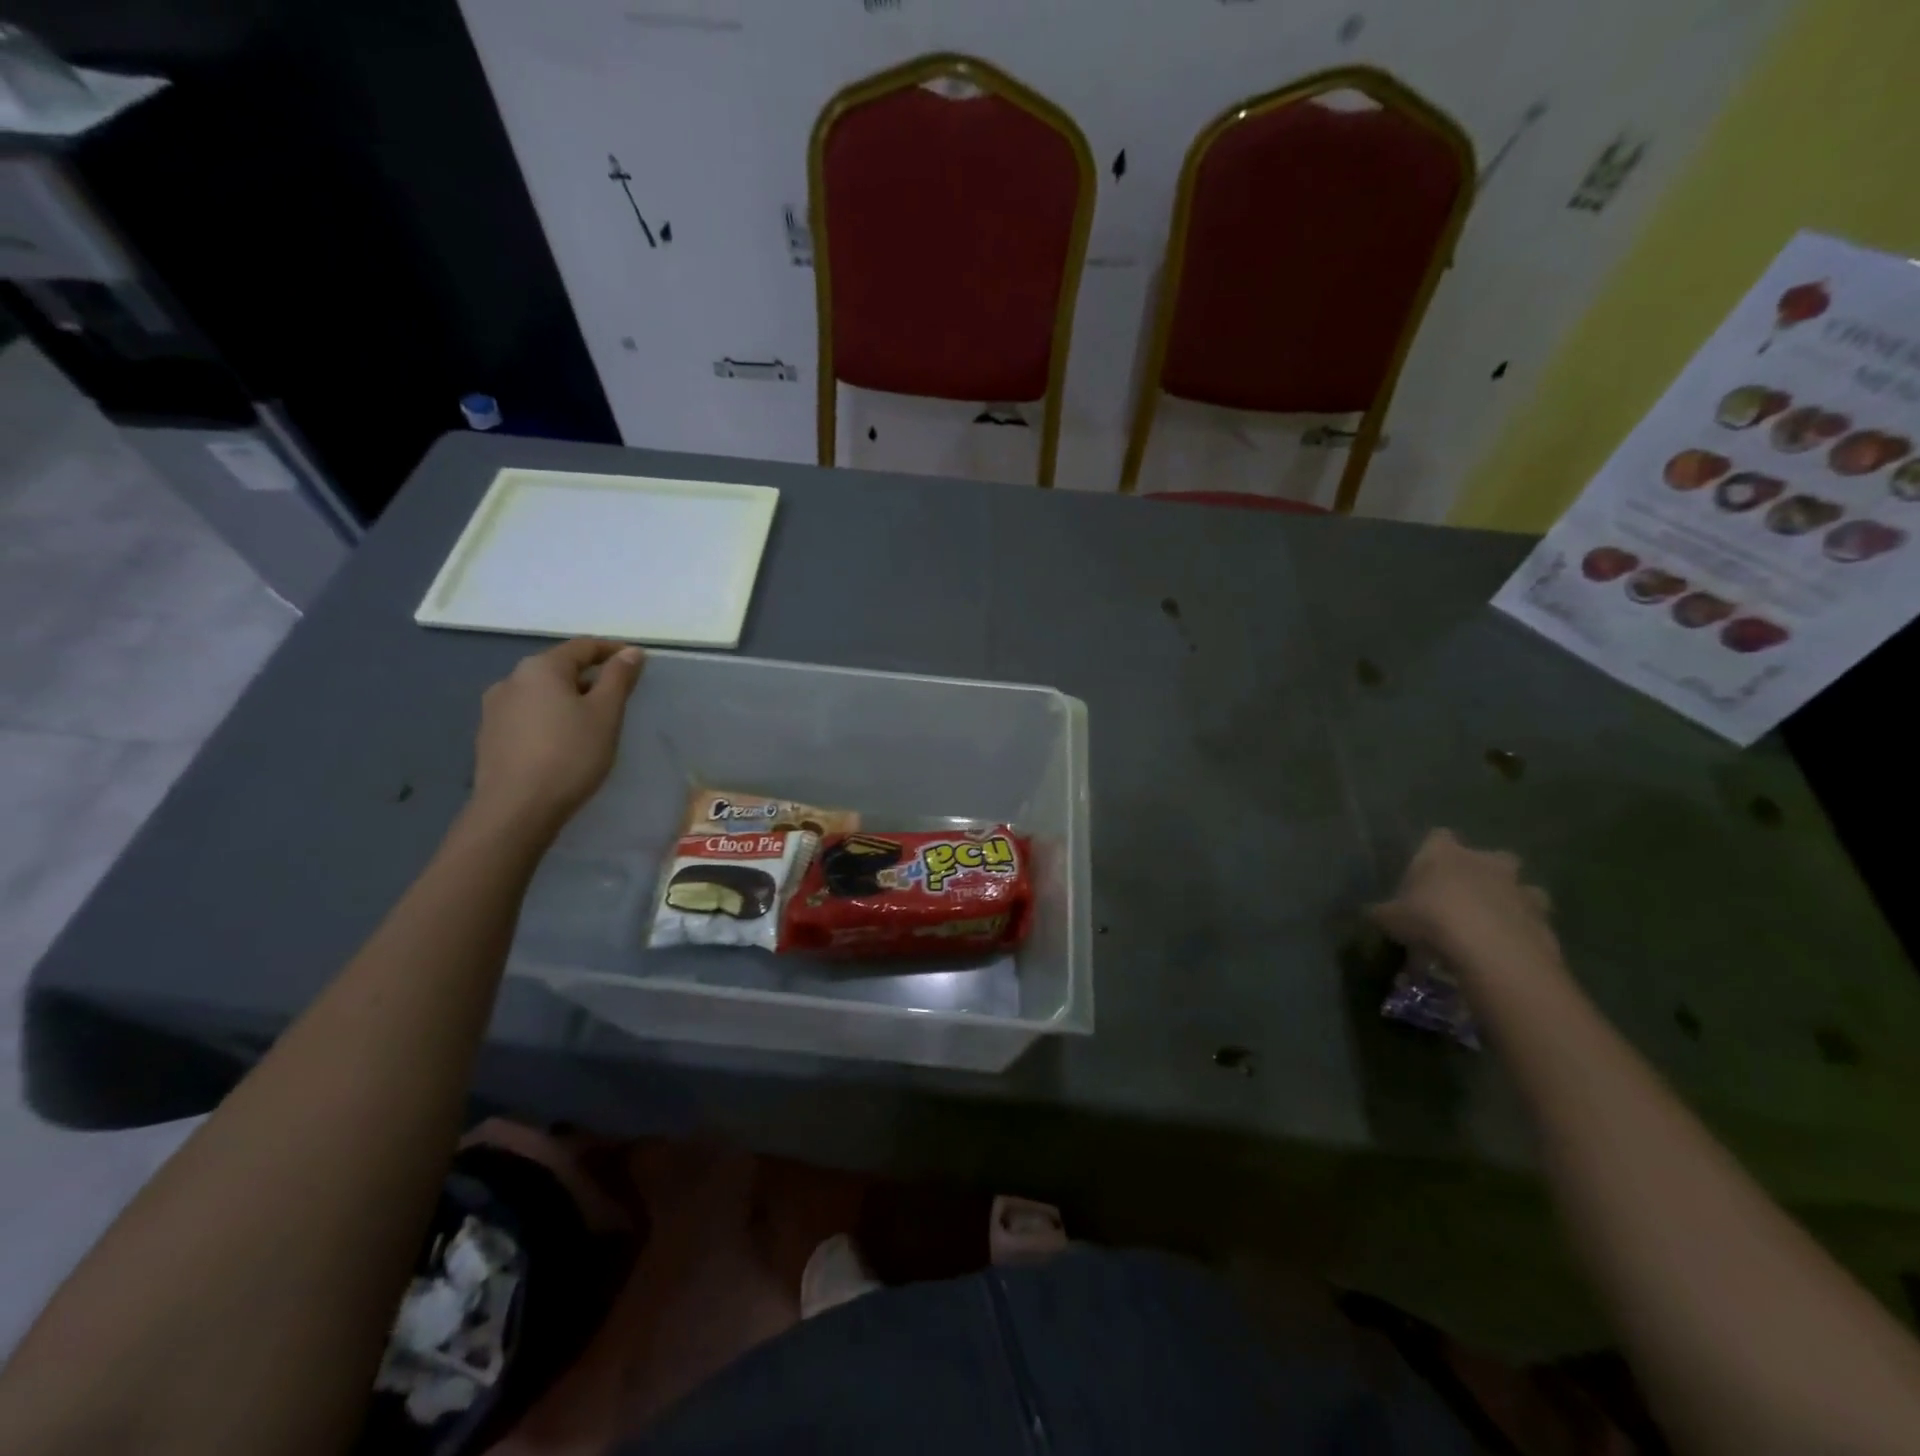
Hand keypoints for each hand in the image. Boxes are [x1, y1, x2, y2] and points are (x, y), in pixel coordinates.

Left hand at [469, 639, 644, 837]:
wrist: (516, 809)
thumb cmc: (570, 754)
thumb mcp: (605, 713)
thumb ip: (618, 678)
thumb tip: (630, 651)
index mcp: (541, 668)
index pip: (582, 646)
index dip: (612, 650)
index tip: (637, 662)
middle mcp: (511, 679)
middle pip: (559, 668)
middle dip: (589, 677)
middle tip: (617, 697)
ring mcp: (494, 708)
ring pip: (541, 693)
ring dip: (568, 699)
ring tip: (591, 722)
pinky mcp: (489, 736)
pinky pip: (527, 715)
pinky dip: (549, 718)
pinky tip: (562, 741)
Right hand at [1370, 829, 1560, 976]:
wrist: (1490, 951)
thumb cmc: (1430, 920)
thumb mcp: (1389, 918)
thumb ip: (1383, 912)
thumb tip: (1373, 913)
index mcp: (1444, 853)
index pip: (1438, 836)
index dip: (1433, 852)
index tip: (1425, 873)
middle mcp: (1485, 862)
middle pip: (1490, 856)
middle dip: (1482, 872)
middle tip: (1464, 897)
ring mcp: (1520, 889)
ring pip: (1520, 888)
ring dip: (1509, 901)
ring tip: (1491, 926)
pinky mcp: (1544, 919)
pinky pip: (1533, 920)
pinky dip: (1523, 931)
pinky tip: (1507, 950)